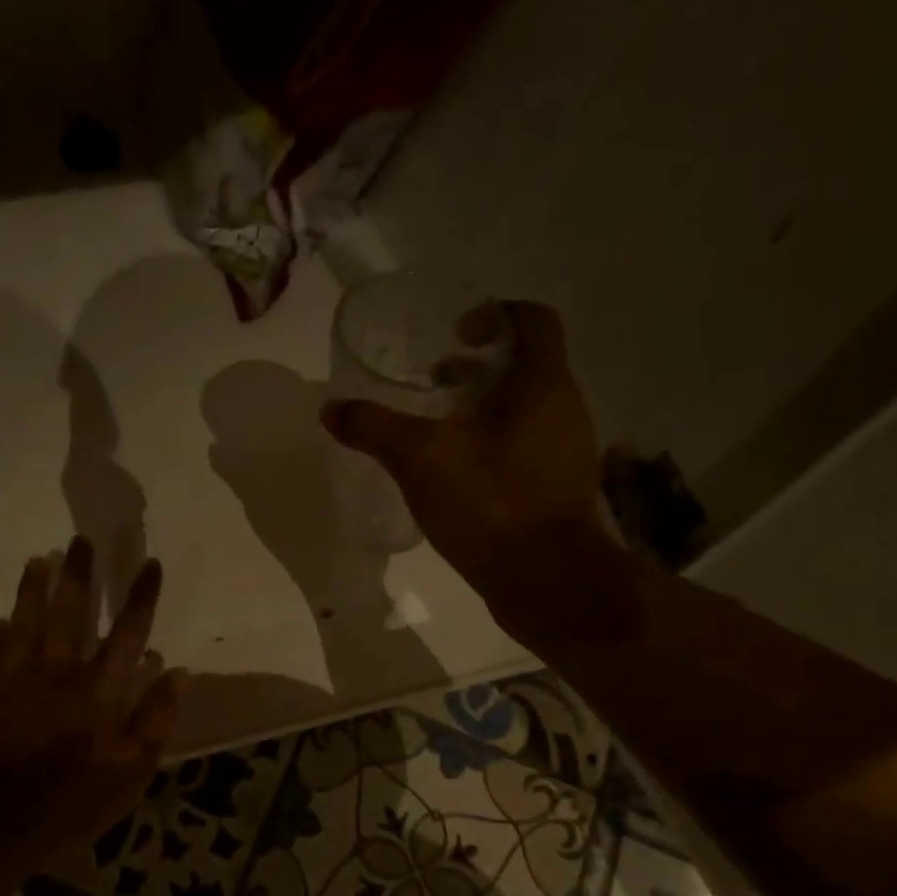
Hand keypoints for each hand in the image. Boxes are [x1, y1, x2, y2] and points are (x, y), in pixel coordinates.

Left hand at [0, 539, 180, 855]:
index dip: (141, 595)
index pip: (129, 630)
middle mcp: (61, 670)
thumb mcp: (132, 771)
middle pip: (73, 611)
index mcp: (102, 688)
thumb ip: (156, 718)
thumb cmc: (71, 800)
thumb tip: (176, 672)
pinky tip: (0, 618)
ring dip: (34, 588)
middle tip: (81, 540)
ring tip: (39, 558)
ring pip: (28, 620)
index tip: (150, 563)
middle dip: (81, 574)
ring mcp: (18, 677)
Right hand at [320, 301, 609, 592]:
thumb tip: (332, 409)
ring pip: (523, 412)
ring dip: (482, 410)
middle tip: (433, 381)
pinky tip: (453, 474)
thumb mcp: (421, 459)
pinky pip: (522, 450)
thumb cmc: (492, 503)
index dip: (495, 313)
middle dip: (477, 368)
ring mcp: (565, 454)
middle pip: (525, 367)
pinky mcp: (555, 492)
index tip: (455, 331)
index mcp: (543, 385)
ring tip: (436, 429)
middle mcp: (564, 410)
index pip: (533, 320)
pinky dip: (490, 447)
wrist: (548, 583)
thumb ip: (375, 428)